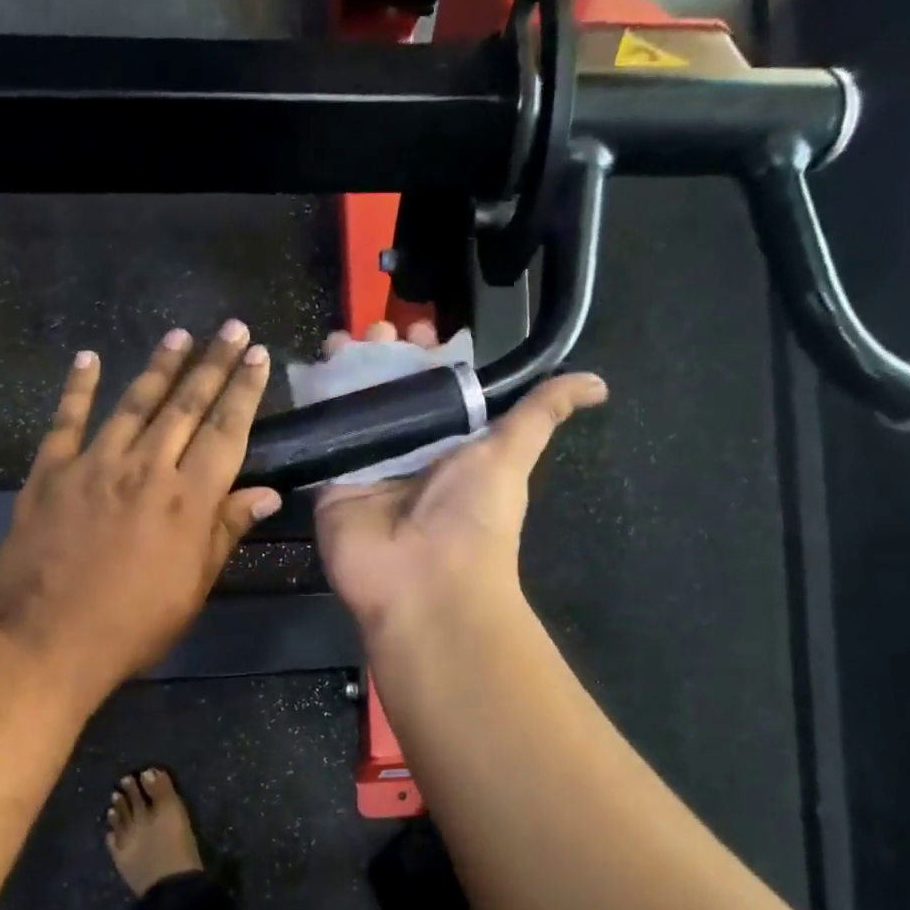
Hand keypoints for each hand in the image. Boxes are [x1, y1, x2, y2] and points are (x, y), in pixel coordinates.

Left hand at [0, 321, 281, 711]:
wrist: (43, 643)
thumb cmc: (131, 626)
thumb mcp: (192, 588)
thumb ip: (225, 532)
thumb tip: (266, 494)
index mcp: (187, 500)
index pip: (226, 432)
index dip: (244, 391)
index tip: (257, 357)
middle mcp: (145, 469)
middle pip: (186, 406)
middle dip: (213, 364)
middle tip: (230, 328)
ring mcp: (93, 465)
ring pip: (134, 403)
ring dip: (159, 366)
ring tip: (179, 335)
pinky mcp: (50, 473)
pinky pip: (65, 421)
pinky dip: (77, 388)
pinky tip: (88, 359)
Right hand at [315, 321, 606, 636]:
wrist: (424, 582)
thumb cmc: (472, 516)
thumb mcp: (511, 455)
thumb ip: (541, 414)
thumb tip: (599, 383)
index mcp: (448, 443)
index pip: (432, 386)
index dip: (424, 354)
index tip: (415, 327)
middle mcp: (406, 450)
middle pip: (388, 390)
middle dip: (380, 355)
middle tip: (373, 329)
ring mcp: (364, 466)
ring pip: (351, 407)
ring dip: (344, 371)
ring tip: (338, 340)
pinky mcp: (329, 482)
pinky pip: (320, 437)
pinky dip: (314, 405)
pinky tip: (310, 370)